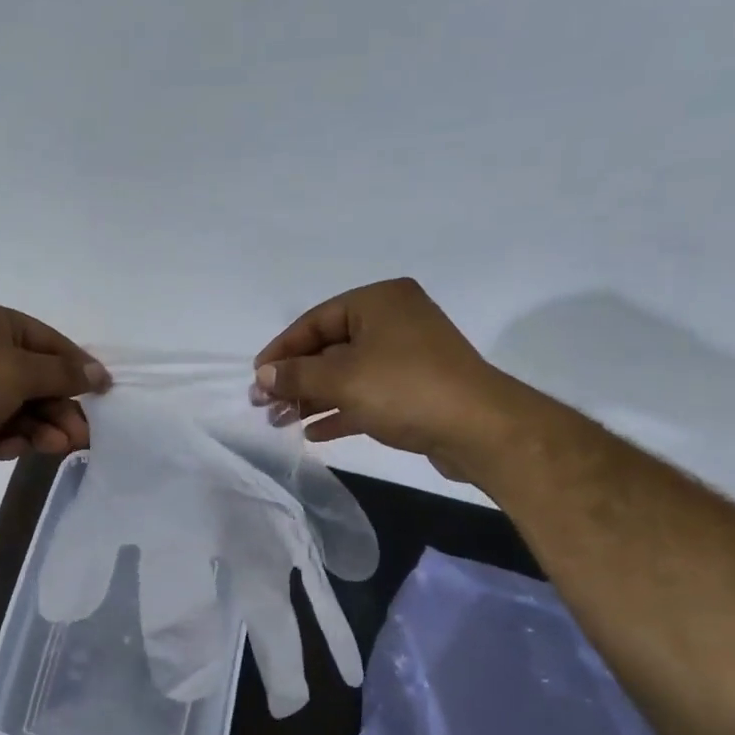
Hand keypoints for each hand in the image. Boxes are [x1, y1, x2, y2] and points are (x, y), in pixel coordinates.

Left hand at [0, 302, 107, 467]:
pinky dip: (4, 438)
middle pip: (32, 381)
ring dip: (36, 428)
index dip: (77, 368)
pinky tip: (16, 449)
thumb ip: (63, 375)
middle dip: (57, 410)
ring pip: (12, 408)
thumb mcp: (22, 372)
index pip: (48, 343)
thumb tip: (98, 374)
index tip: (103, 393)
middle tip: (80, 437)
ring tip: (56, 448)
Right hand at [252, 279, 524, 482]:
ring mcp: (406, 356)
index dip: (281, 351)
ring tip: (281, 422)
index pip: (315, 321)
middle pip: (329, 348)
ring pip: (346, 374)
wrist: (478, 428)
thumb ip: (297, 376)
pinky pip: (366, 394)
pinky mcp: (414, 389)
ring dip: (312, 398)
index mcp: (378, 302)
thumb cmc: (404, 389)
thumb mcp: (342, 379)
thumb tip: (262, 377)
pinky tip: (313, 432)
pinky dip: (340, 410)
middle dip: (295, 379)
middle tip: (264, 407)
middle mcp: (393, 321)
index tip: (257, 380)